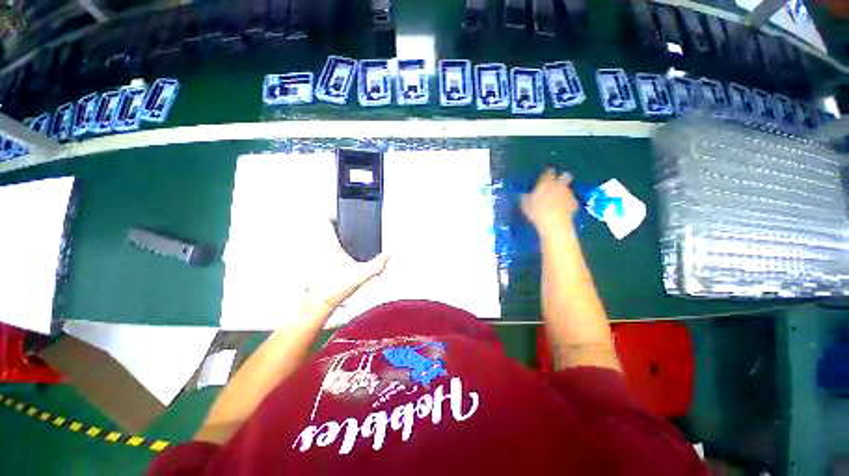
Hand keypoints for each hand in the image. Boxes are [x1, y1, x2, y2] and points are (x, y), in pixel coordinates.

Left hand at [304, 221, 388, 309]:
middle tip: (342, 227)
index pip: (325, 221)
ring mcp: (312, 257)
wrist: (318, 303)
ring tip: (340, 241)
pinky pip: (316, 252)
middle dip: (331, 225)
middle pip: (320, 228)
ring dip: (326, 237)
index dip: (332, 214)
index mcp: (329, 244)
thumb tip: (388, 255)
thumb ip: (378, 264)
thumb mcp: (363, 274)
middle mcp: (318, 248)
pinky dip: (323, 250)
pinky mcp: (311, 266)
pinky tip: (334, 259)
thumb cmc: (335, 287)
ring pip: (316, 239)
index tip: (340, 215)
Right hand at [521, 168, 578, 234]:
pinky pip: (571, 200)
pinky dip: (568, 202)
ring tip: (559, 199)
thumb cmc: (536, 210)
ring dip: (564, 191)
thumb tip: (525, 194)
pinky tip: (563, 208)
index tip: (545, 175)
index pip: (548, 172)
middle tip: (558, 182)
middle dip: (562, 177)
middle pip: (564, 176)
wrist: (554, 221)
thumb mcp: (525, 203)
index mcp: (546, 182)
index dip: (547, 173)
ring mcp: (568, 193)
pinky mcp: (574, 202)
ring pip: (568, 188)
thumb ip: (526, 196)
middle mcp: (559, 184)